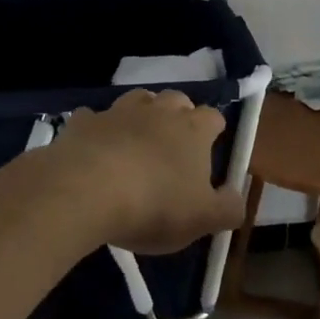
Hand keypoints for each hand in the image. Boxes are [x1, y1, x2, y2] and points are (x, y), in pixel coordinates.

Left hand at [51, 89, 246, 254]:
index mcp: (193, 129)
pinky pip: (94, 118)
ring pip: (138, 100)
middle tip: (173, 147)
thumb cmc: (153, 205)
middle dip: (178, 116)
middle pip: (176, 100)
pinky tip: (94, 150)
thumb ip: (228, 209)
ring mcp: (119, 112)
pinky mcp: (83, 122)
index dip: (213, 131)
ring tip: (136, 141)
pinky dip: (97, 130)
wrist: (84, 191)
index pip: (213, 117)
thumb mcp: (202, 219)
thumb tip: (237, 198)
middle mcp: (159, 111)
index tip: (209, 151)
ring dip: (141, 115)